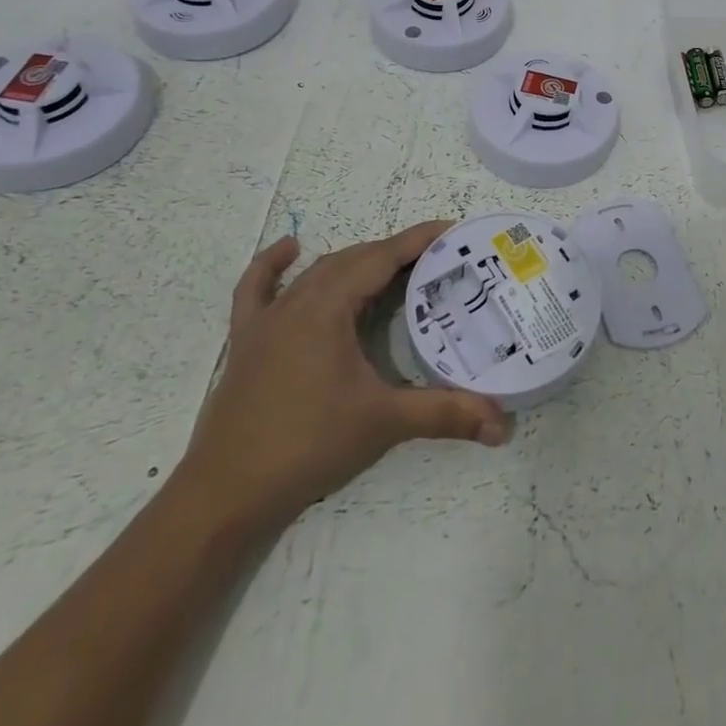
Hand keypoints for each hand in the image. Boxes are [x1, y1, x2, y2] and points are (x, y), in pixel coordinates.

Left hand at [177, 221, 512, 537]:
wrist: (223, 495)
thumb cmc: (306, 446)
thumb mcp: (383, 423)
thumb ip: (443, 414)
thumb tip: (501, 423)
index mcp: (328, 308)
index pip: (382, 258)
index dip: (419, 240)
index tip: (453, 230)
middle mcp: (297, 302)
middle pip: (354, 260)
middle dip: (395, 252)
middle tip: (435, 260)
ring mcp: (267, 320)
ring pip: (317, 272)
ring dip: (355, 262)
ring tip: (390, 266)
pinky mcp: (246, 341)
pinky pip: (256, 289)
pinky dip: (272, 265)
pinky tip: (289, 250)